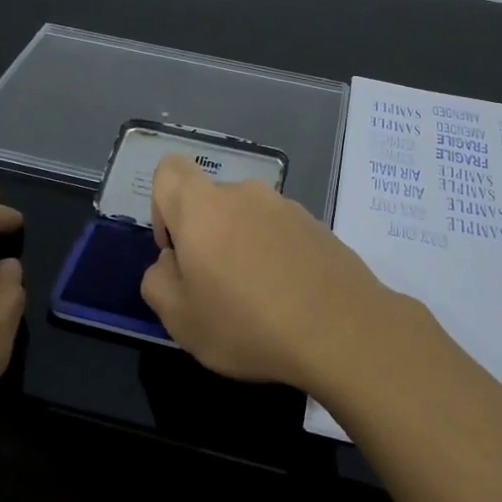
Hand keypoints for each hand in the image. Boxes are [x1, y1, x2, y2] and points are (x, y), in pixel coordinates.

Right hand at [140, 154, 420, 389]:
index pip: (169, 171)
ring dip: (242, 246)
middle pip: (210, 201)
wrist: (343, 330)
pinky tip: (289, 298)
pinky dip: (276, 255)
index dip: (162, 207)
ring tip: (258, 299)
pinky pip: (280, 232)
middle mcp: (244, 194)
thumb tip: (170, 263)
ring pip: (247, 218)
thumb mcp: (180, 320)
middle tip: (216, 288)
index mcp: (202, 207)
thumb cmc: (248, 324)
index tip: (177, 250)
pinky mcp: (317, 225)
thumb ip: (157, 283)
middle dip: (205, 236)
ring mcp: (286, 206)